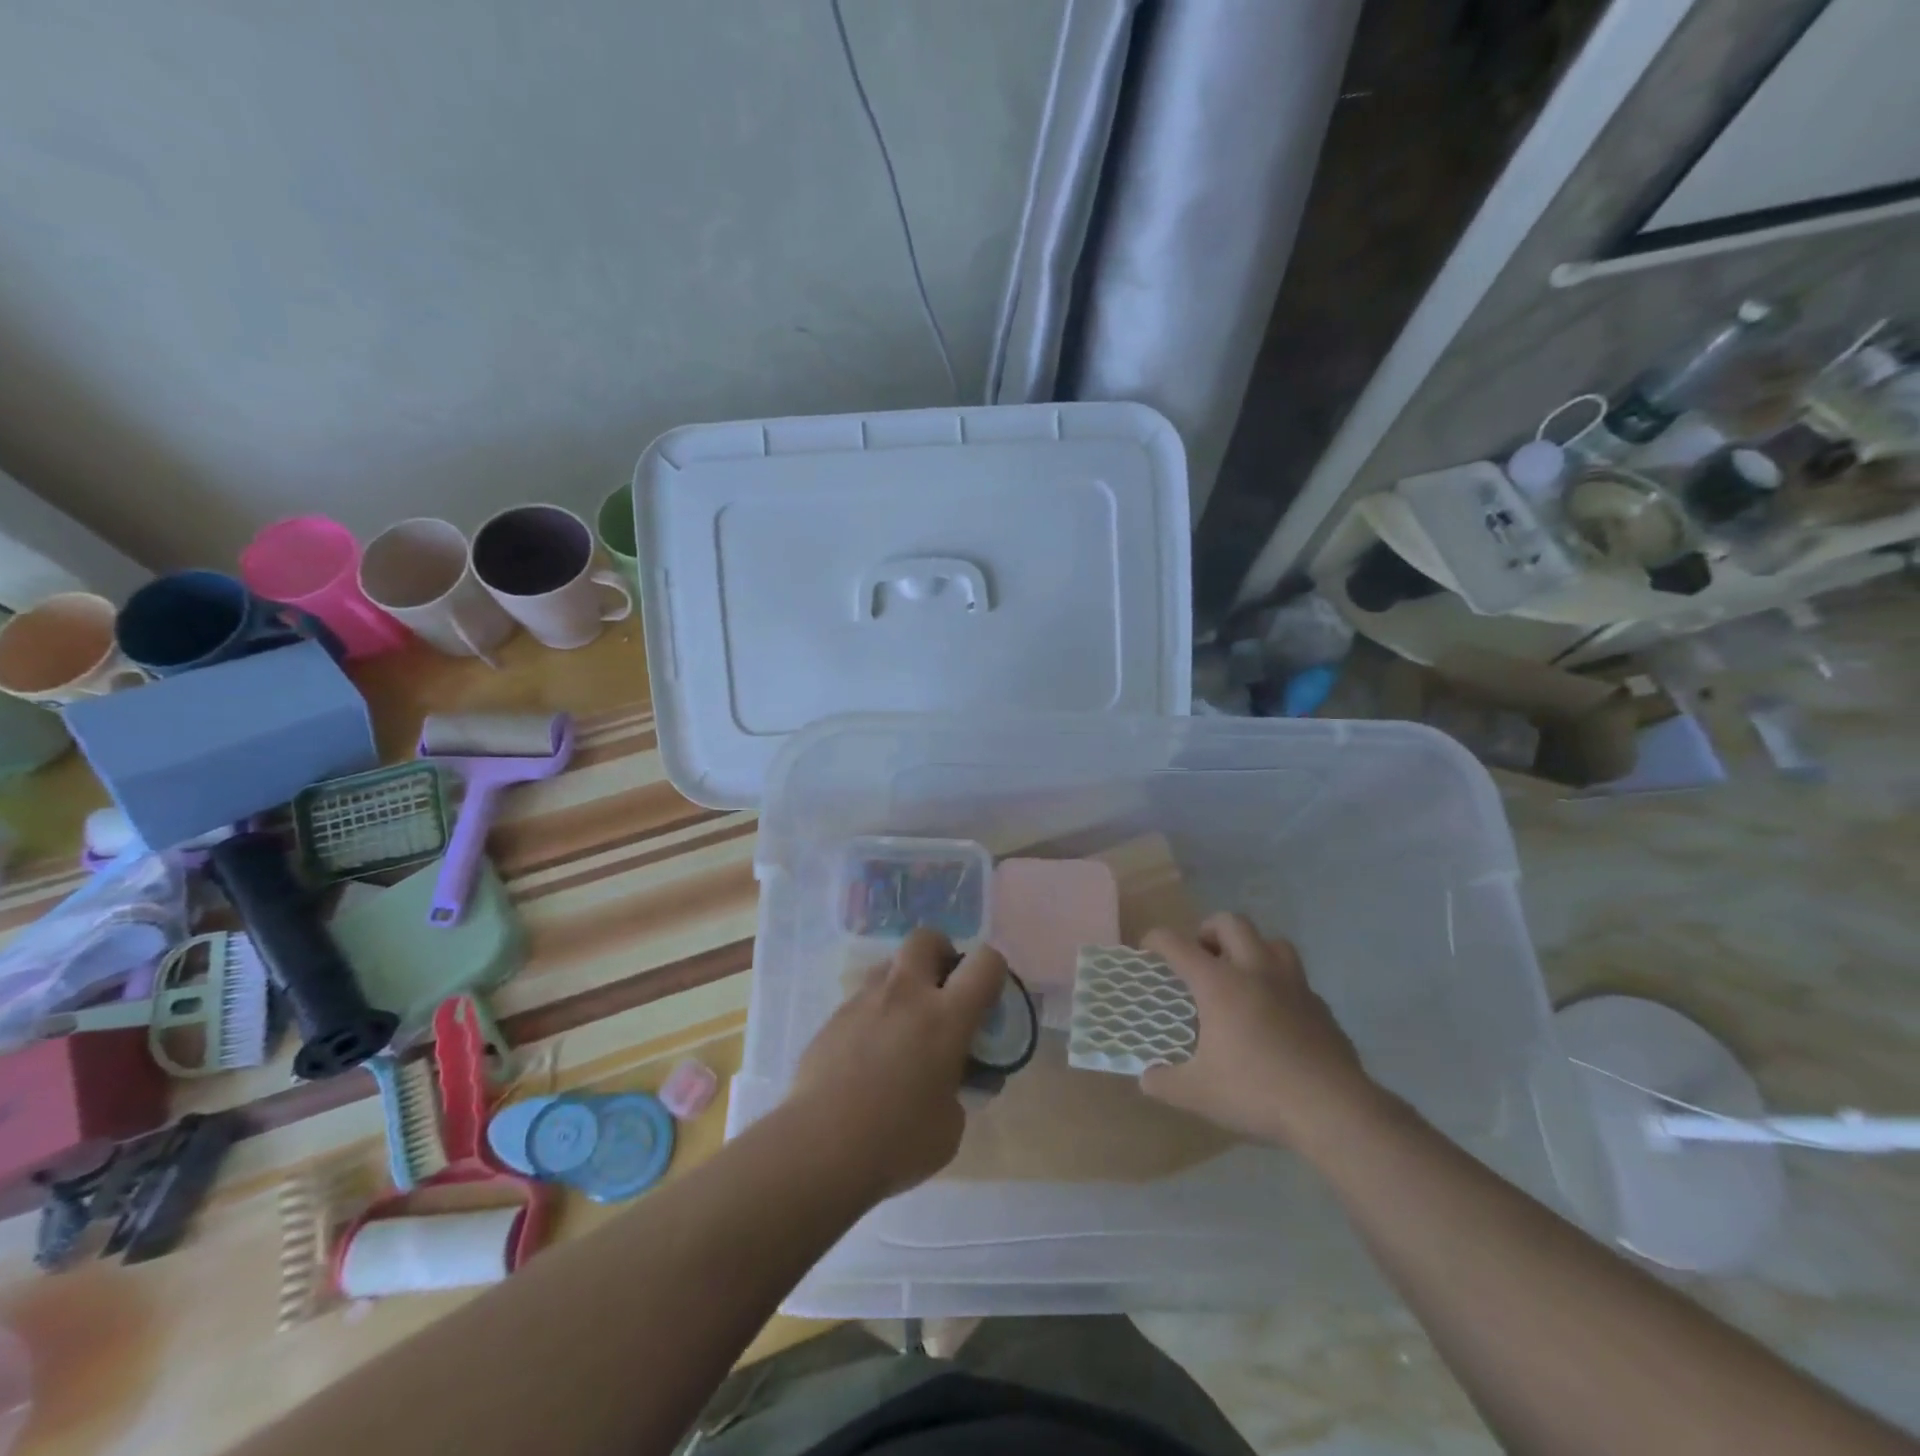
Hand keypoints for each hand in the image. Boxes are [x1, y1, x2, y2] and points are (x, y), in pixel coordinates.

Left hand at [789, 927, 1007, 1200]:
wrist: (819, 1146)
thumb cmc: (896, 1140)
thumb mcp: (950, 1126)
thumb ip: (958, 1091)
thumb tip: (951, 1083)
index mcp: (946, 1016)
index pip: (985, 962)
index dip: (994, 971)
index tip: (989, 997)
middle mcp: (906, 994)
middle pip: (927, 939)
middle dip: (941, 953)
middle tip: (943, 990)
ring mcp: (864, 1000)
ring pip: (890, 964)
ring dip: (905, 982)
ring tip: (905, 1024)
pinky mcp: (834, 1017)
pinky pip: (862, 999)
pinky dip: (875, 1013)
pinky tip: (870, 1053)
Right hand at [1140, 913, 1377, 1149]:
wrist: (1334, 1110)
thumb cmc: (1257, 1092)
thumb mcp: (1198, 1093)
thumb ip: (1164, 1082)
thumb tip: (1146, 1078)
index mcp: (1219, 984)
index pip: (1177, 944)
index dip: (1157, 940)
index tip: (1148, 950)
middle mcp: (1255, 971)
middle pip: (1231, 922)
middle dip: (1209, 930)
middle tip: (1200, 957)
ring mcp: (1293, 985)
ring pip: (1272, 941)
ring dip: (1251, 948)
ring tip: (1240, 974)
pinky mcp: (1320, 1006)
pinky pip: (1296, 979)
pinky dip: (1279, 984)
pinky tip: (1275, 1013)